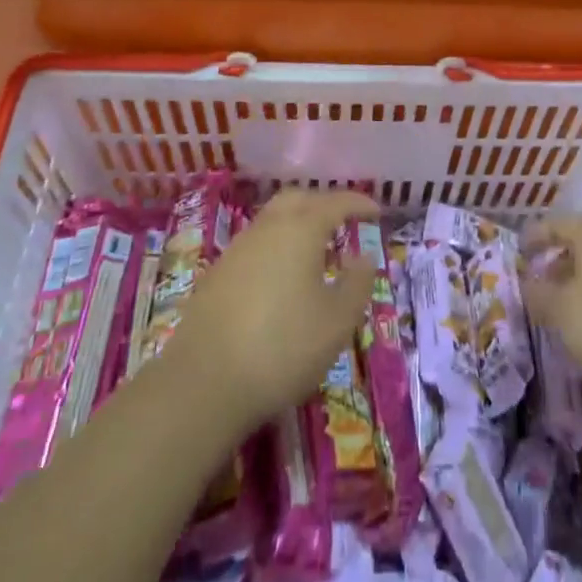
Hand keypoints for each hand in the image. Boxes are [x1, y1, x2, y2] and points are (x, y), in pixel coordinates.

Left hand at [158, 188, 378, 432]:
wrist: (203, 382)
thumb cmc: (283, 347)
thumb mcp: (337, 321)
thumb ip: (357, 284)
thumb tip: (365, 256)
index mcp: (301, 229)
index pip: (335, 202)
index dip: (359, 204)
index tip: (377, 211)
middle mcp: (268, 228)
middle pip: (298, 199)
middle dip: (324, 204)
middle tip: (345, 222)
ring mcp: (238, 249)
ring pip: (274, 219)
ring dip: (299, 224)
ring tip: (318, 251)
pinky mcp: (217, 274)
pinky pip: (257, 244)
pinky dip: (278, 246)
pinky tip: (284, 277)